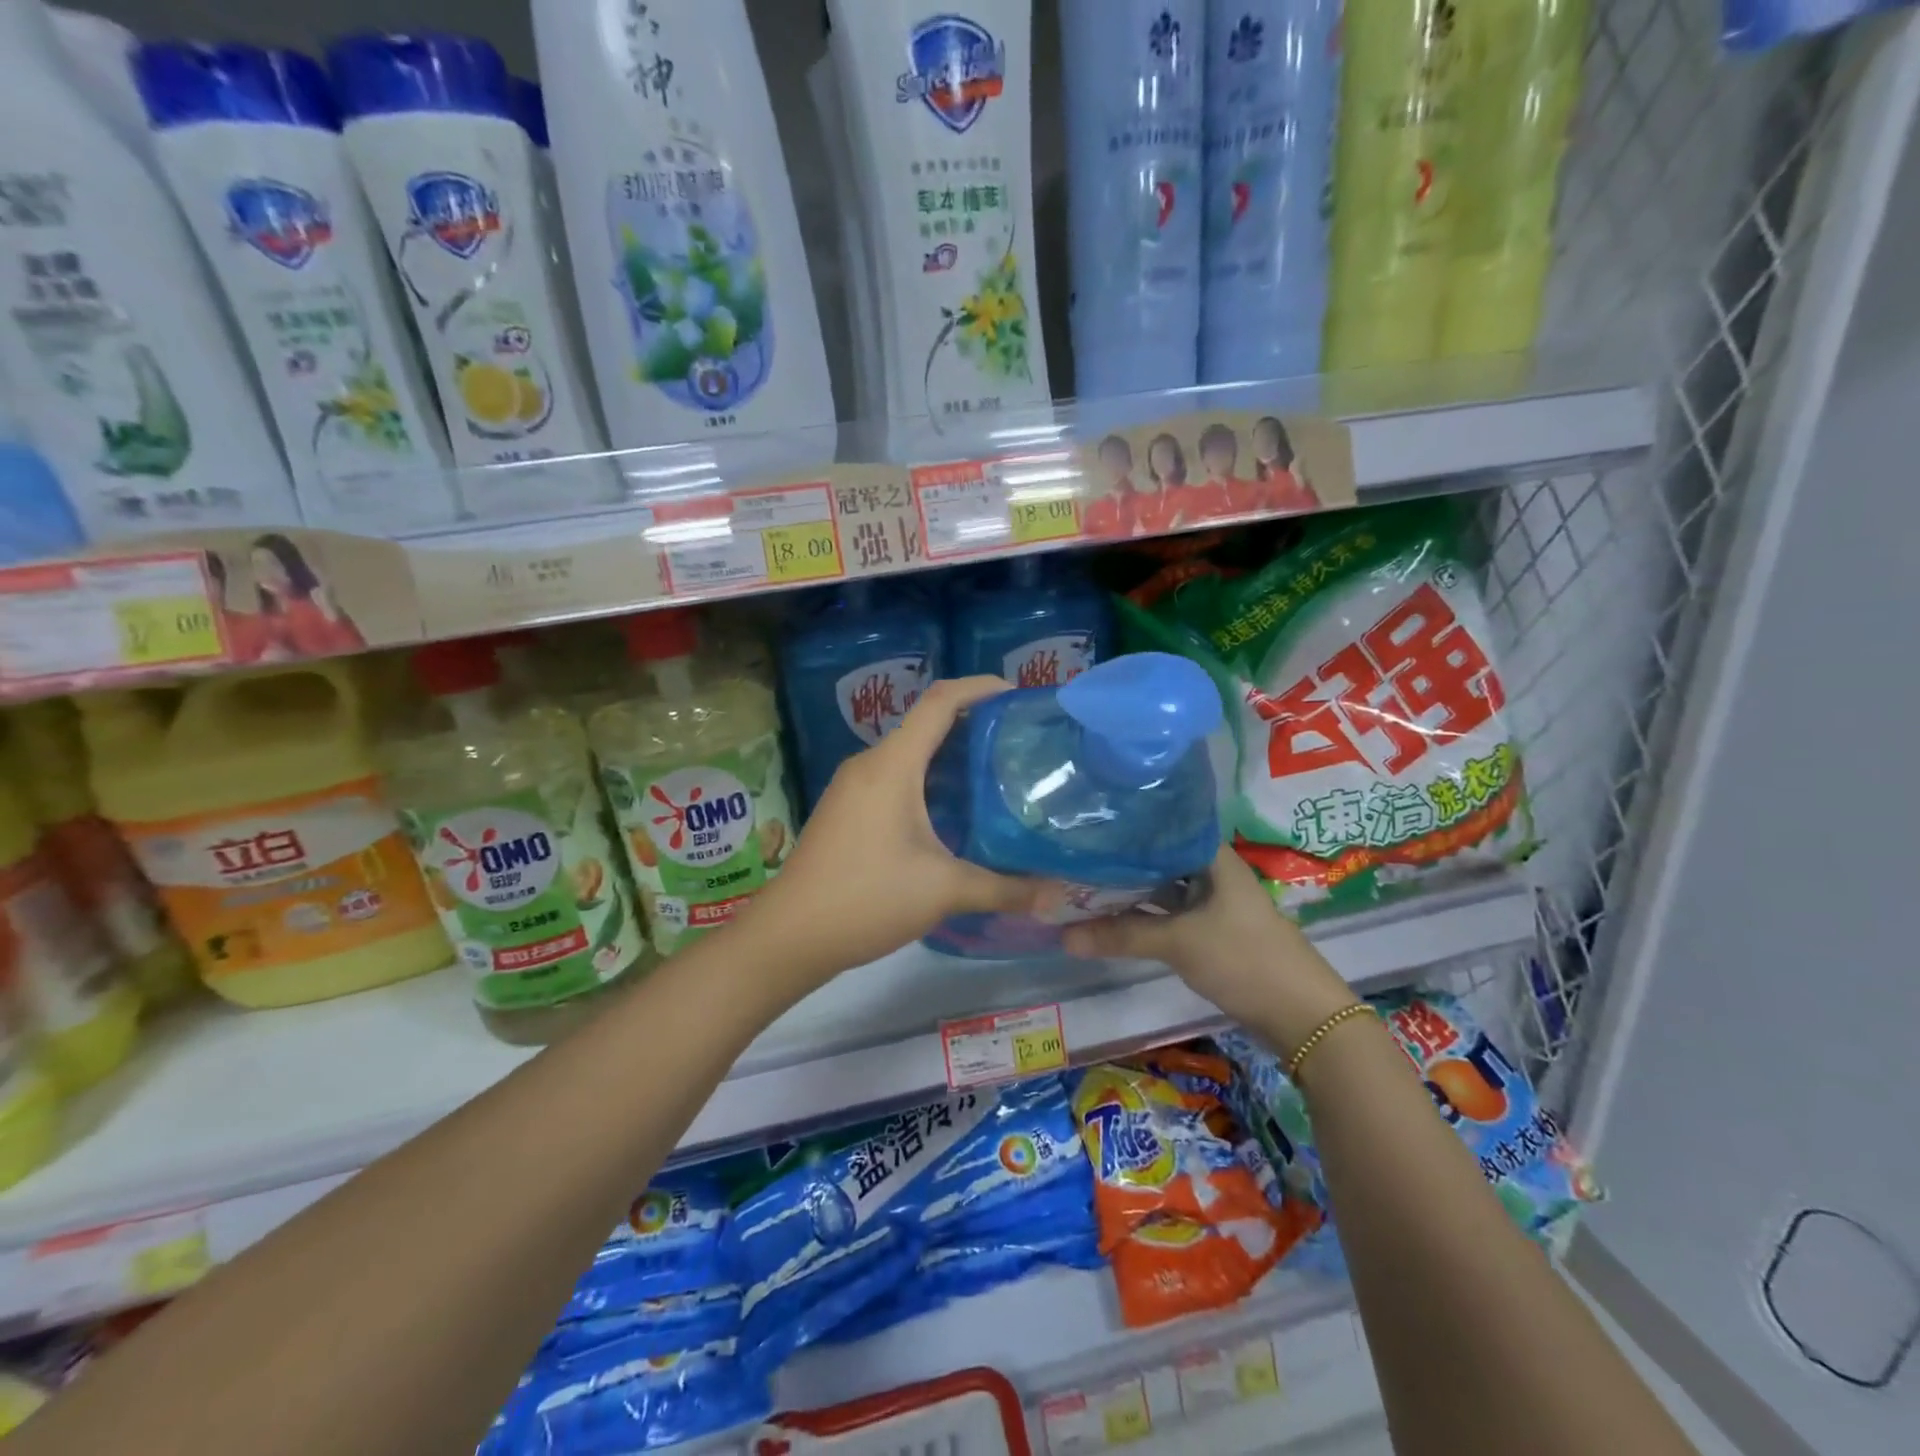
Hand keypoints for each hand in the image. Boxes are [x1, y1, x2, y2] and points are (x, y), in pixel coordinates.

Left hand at [735, 677, 1049, 987]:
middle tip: (1019, 743)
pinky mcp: (846, 810)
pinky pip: (894, 777)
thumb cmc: (866, 897)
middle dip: (973, 725)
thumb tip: (1058, 895)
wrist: (789, 935)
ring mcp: (853, 787)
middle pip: (926, 724)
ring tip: (996, 775)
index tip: (1018, 694)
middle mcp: (870, 764)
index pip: (940, 701)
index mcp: (892, 764)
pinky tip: (954, 812)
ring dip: (950, 757)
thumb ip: (1003, 888)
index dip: (980, 688)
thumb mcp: (943, 890)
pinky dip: (929, 780)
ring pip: (910, 754)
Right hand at [1061, 846, 1357, 1053]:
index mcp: (1212, 857)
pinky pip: (1170, 913)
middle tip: (1073, 857)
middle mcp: (1212, 872)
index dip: (1127, 825)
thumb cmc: (1244, 959)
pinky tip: (1114, 917)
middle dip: (1121, 861)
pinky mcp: (1212, 931)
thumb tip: (1063, 936)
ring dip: (1131, 891)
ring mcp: (1213, 903)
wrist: (1303, 1016)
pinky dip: (1145, 915)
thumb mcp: (1179, 942)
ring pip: (1163, 888)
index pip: (1163, 826)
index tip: (1087, 823)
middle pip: (1159, 859)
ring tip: (1083, 884)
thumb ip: (1121, 936)